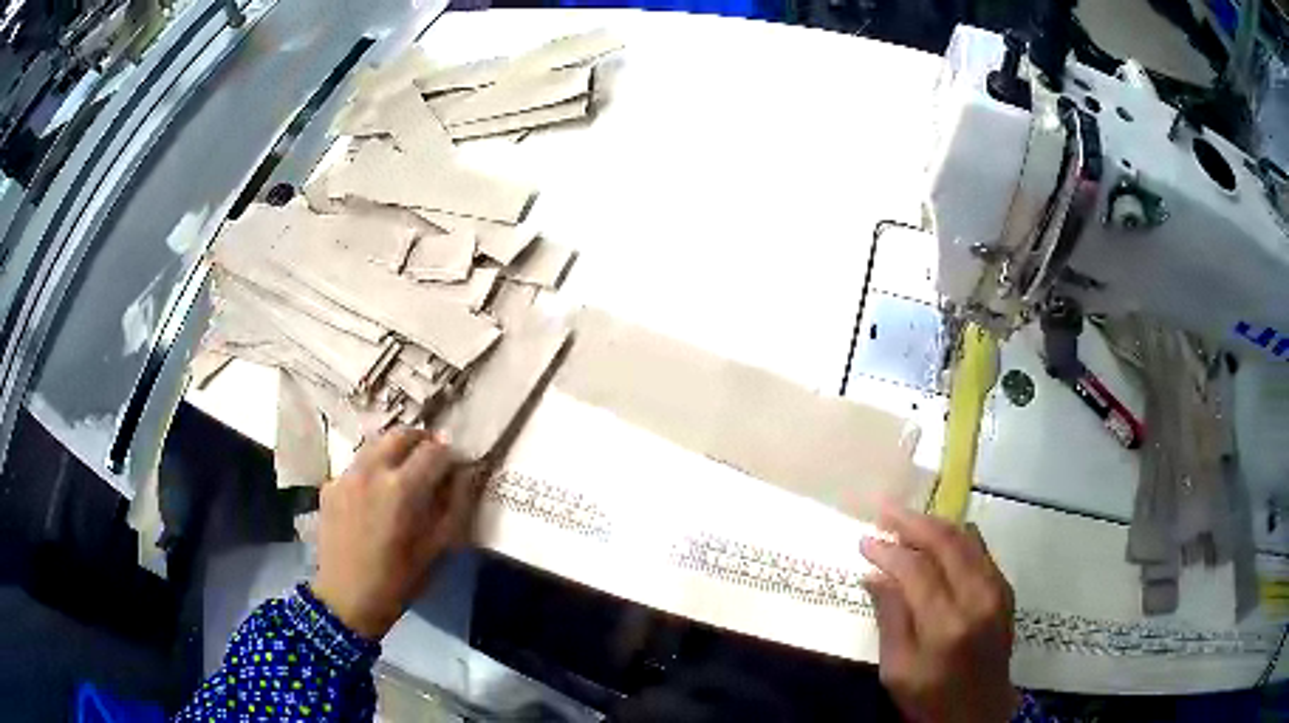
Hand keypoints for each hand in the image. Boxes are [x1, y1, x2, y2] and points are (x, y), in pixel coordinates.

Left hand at [312, 427, 481, 639]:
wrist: (346, 599)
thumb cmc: (398, 581)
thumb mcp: (437, 549)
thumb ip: (454, 507)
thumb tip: (463, 475)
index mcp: (402, 488)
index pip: (434, 450)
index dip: (450, 455)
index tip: (457, 466)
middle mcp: (371, 471)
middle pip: (401, 435)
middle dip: (422, 441)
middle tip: (432, 459)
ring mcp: (346, 475)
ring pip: (376, 445)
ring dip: (395, 451)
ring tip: (404, 473)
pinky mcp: (330, 485)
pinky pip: (357, 465)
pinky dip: (372, 469)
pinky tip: (375, 495)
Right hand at [860, 503, 1019, 722]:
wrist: (979, 712)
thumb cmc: (930, 698)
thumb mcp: (897, 670)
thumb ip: (890, 619)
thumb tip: (875, 575)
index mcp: (946, 625)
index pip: (916, 570)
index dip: (888, 551)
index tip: (864, 541)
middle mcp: (978, 599)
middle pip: (946, 543)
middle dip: (912, 522)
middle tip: (885, 511)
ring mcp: (997, 591)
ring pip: (967, 540)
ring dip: (935, 525)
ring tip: (907, 520)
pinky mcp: (1005, 590)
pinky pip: (980, 551)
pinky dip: (956, 538)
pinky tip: (938, 538)